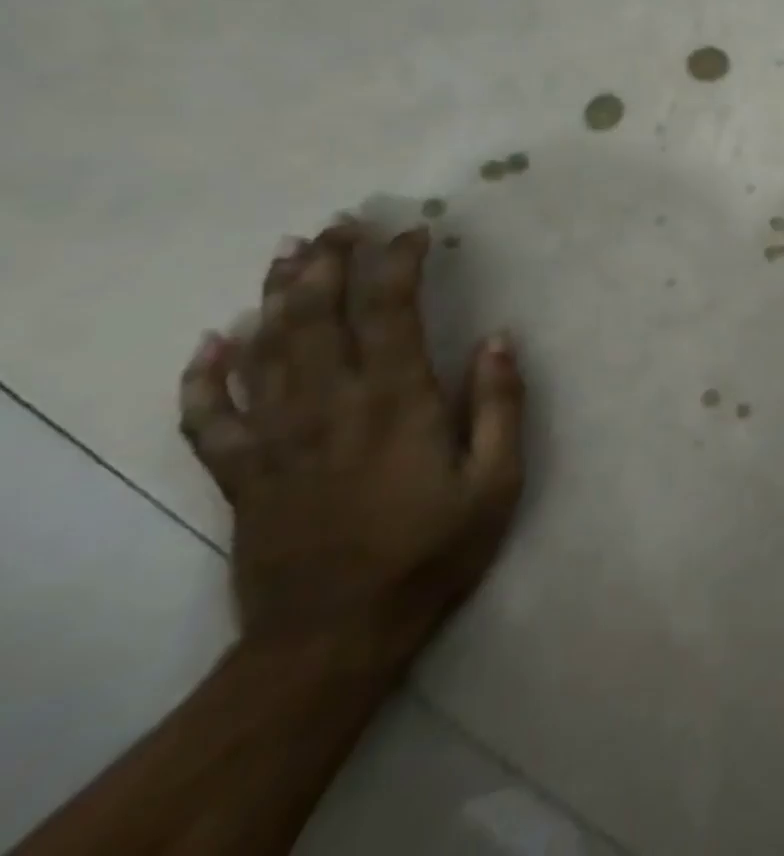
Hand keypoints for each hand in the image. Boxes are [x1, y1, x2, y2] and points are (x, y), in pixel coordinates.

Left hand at [179, 221, 525, 660]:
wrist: (332, 639)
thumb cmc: (431, 553)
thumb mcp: (497, 482)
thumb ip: (500, 405)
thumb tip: (499, 337)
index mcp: (396, 403)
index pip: (390, 312)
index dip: (399, 263)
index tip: (414, 231)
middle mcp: (329, 408)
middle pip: (316, 317)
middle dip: (328, 262)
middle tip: (340, 223)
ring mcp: (276, 441)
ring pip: (263, 351)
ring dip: (273, 294)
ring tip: (287, 251)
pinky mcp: (241, 476)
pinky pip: (207, 418)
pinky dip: (203, 376)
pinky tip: (210, 342)